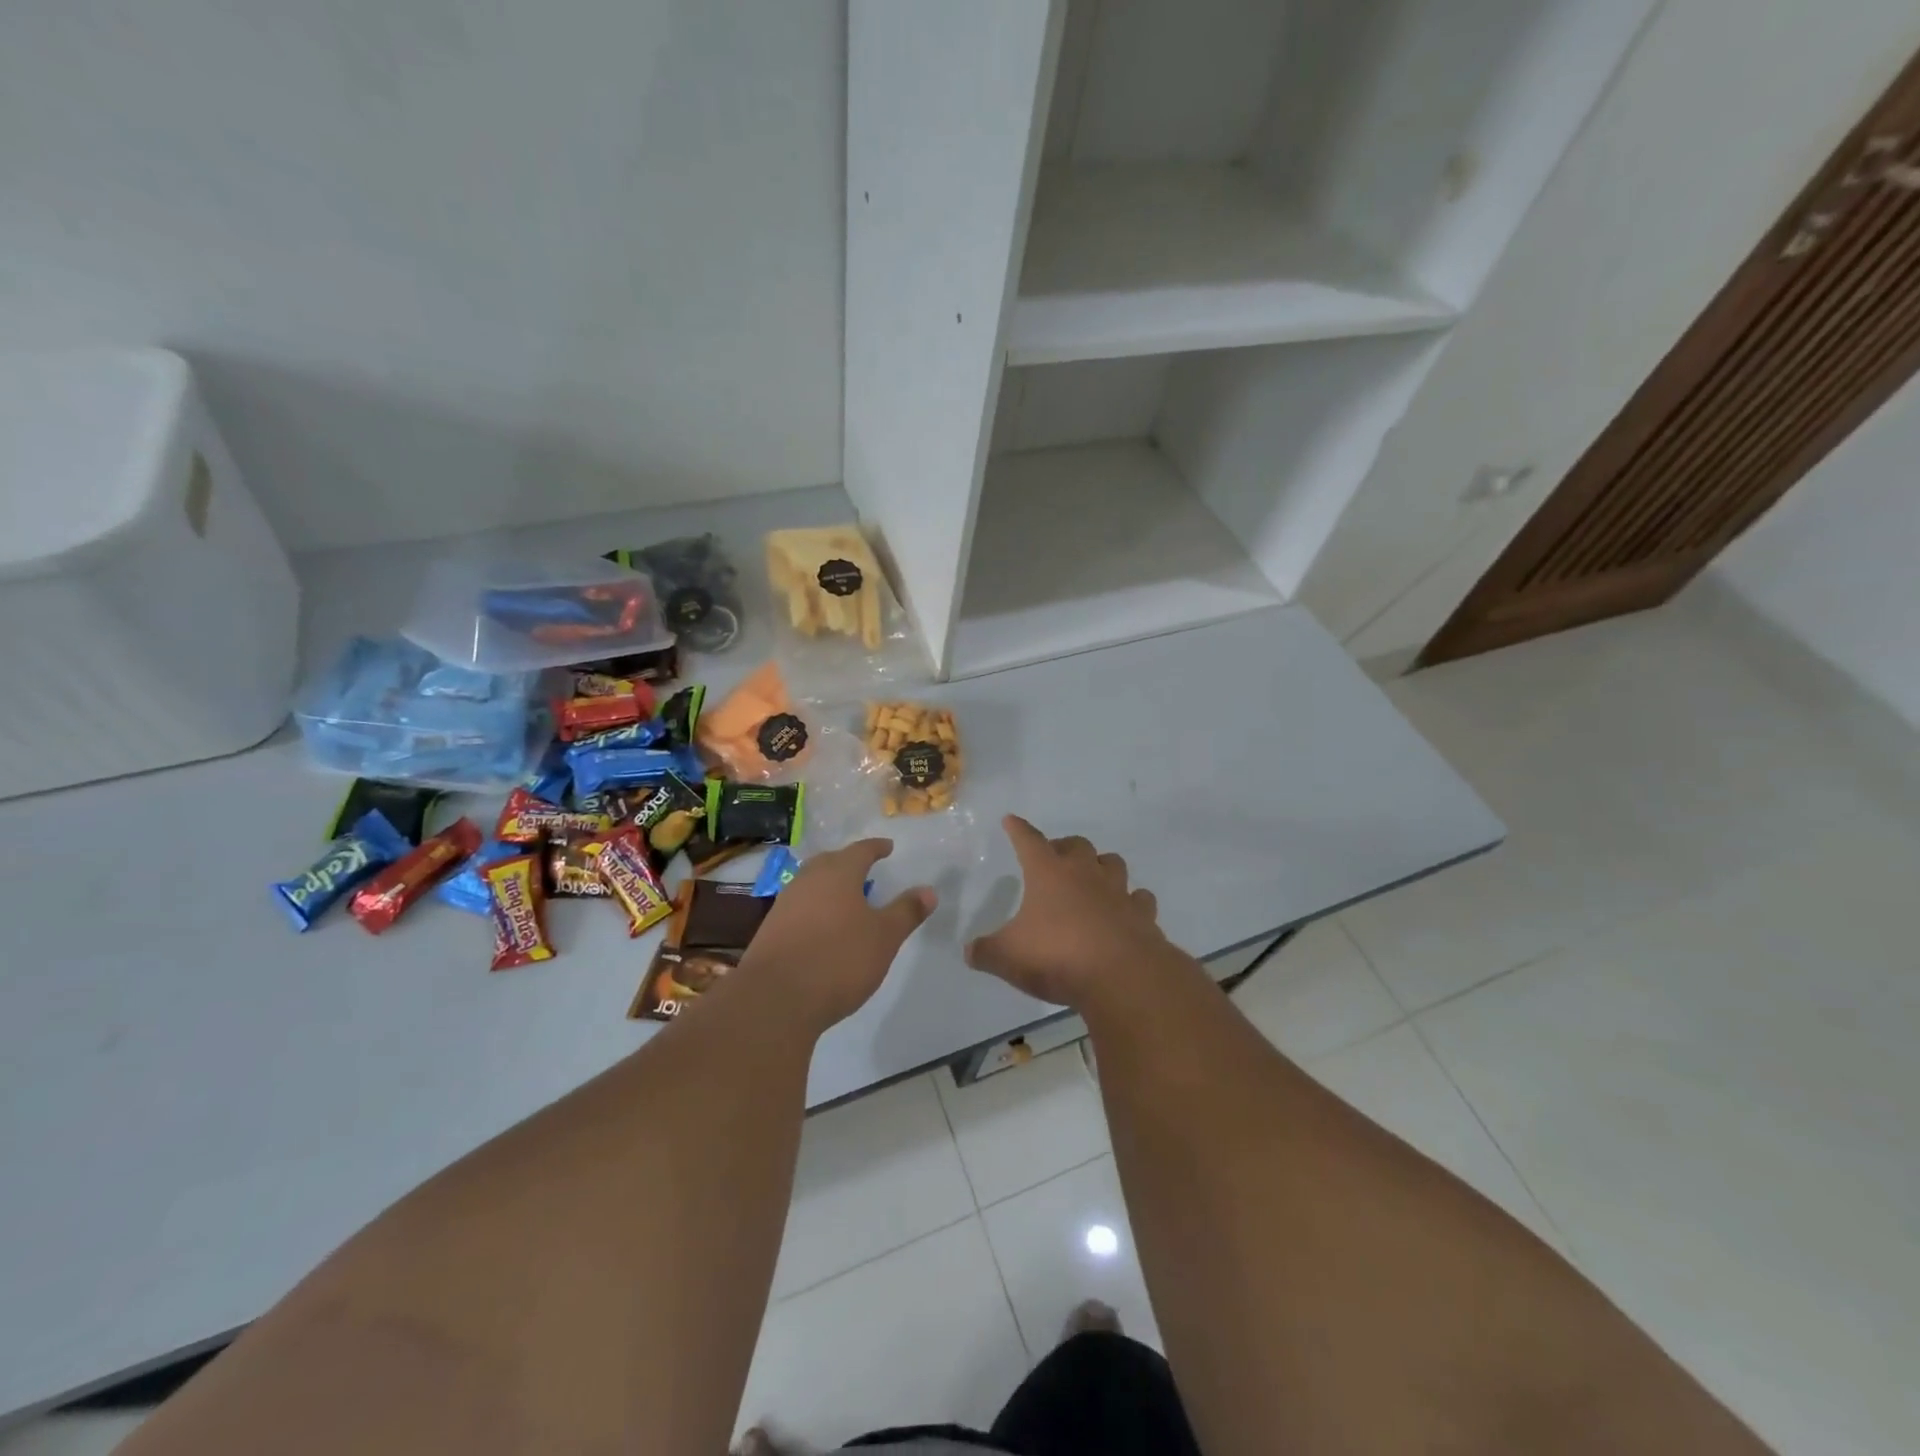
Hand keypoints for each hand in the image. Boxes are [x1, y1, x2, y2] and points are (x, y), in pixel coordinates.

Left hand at [739, 839, 935, 1033]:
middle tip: (865, 869)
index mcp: (838, 873)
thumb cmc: (838, 959)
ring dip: (829, 886)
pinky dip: (815, 908)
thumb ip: (906, 912)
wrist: (775, 999)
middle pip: (830, 862)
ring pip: (811, 884)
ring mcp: (785, 904)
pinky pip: (799, 907)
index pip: (860, 850)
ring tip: (846, 898)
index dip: (876, 848)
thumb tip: (928, 890)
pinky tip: (822, 927)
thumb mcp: (884, 937)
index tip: (887, 847)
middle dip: (848, 863)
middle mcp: (808, 880)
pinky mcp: (770, 930)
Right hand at [966, 816, 1172, 1010]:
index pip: (1029, 841)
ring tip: (1093, 877)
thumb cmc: (1057, 956)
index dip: (1018, 830)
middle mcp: (1085, 873)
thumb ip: (986, 952)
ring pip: (1112, 863)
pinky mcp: (1142, 916)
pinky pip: (1139, 899)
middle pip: (1077, 845)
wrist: (1122, 977)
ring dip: (1101, 866)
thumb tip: (970, 951)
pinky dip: (1131, 901)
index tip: (1011, 820)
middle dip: (1064, 846)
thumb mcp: (1008, 957)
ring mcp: (1118, 892)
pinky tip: (1126, 910)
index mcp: (1048, 873)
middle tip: (1054, 856)